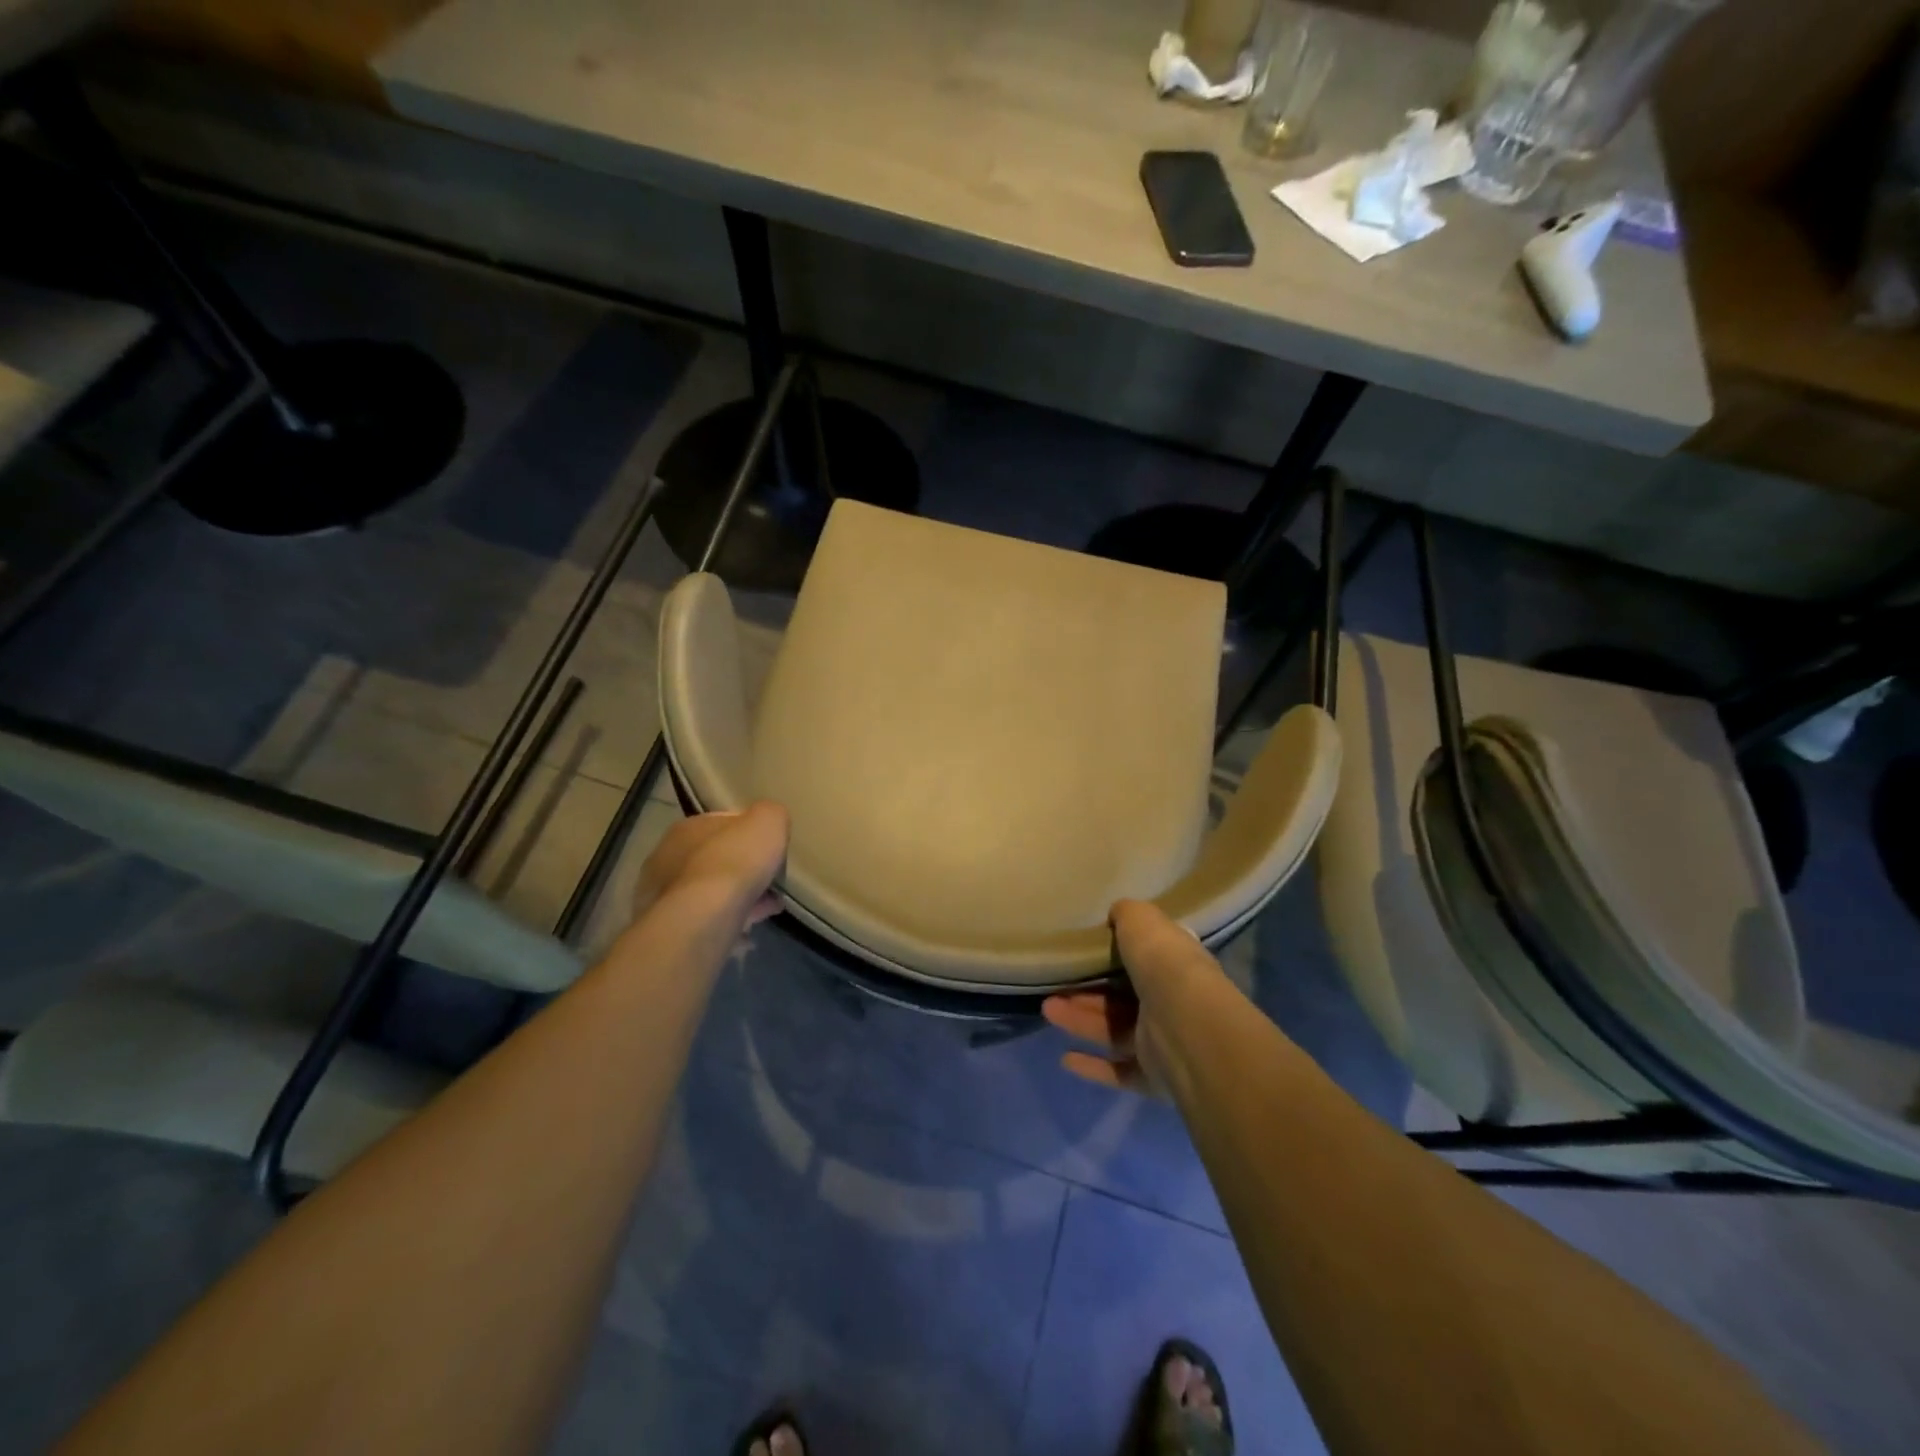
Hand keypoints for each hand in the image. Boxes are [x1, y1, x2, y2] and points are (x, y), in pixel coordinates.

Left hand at [632, 802, 789, 926]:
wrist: (704, 918)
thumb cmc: (735, 861)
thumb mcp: (769, 821)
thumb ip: (771, 816)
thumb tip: (769, 824)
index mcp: (688, 827)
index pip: (723, 823)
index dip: (751, 835)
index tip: (771, 850)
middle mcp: (668, 858)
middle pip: (716, 859)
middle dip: (744, 869)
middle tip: (771, 882)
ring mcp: (664, 895)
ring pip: (711, 892)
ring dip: (738, 897)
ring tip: (767, 908)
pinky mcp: (671, 927)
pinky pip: (708, 919)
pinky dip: (729, 921)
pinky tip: (750, 929)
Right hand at [1043, 899, 1224, 1094]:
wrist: (1186, 1025)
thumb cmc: (1164, 965)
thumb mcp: (1142, 922)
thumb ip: (1127, 915)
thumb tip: (1117, 914)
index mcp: (1173, 966)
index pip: (1144, 960)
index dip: (1114, 956)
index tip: (1082, 952)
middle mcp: (1170, 1003)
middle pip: (1121, 998)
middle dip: (1086, 993)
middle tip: (1054, 986)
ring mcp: (1164, 1043)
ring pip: (1114, 1031)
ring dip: (1081, 1021)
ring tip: (1048, 1010)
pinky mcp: (1154, 1076)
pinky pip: (1119, 1070)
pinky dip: (1093, 1066)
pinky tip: (1065, 1058)